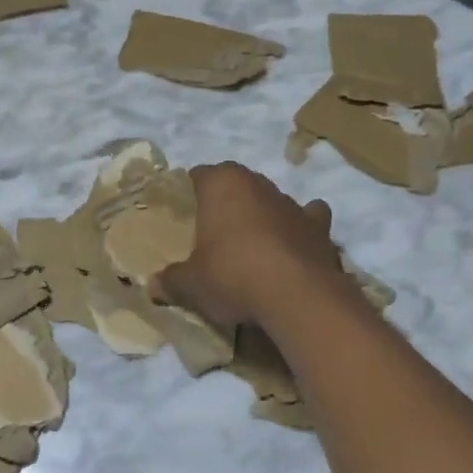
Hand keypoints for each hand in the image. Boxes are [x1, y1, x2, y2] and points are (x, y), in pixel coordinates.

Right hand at [152, 163, 346, 331]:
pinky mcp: (320, 227)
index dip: (189, 194)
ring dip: (262, 215)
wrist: (297, 297)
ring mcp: (292, 203)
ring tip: (251, 245)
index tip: (183, 216)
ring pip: (271, 200)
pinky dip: (301, 228)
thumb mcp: (191, 284)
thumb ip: (171, 281)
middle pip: (236, 185)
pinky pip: (308, 219)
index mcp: (222, 183)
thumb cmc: (232, 276)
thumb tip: (153, 287)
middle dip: (226, 203)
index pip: (198, 176)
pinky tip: (293, 246)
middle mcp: (258, 183)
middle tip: (212, 233)